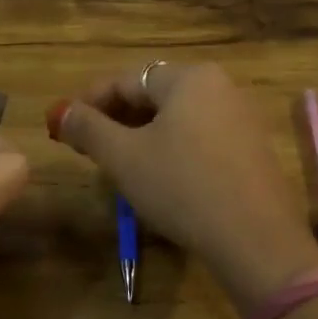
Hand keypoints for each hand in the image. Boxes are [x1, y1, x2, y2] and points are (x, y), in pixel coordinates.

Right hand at [49, 62, 317, 311]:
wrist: (256, 240)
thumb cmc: (182, 187)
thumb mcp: (124, 158)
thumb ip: (87, 128)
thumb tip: (61, 111)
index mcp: (189, 77)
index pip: (125, 80)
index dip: (89, 102)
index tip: (64, 127)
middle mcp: (219, 86)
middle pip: (153, 94)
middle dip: (115, 118)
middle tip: (87, 147)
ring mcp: (240, 117)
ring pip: (176, 116)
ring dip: (141, 134)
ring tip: (118, 163)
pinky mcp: (251, 148)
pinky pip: (199, 135)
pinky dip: (171, 147)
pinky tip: (159, 175)